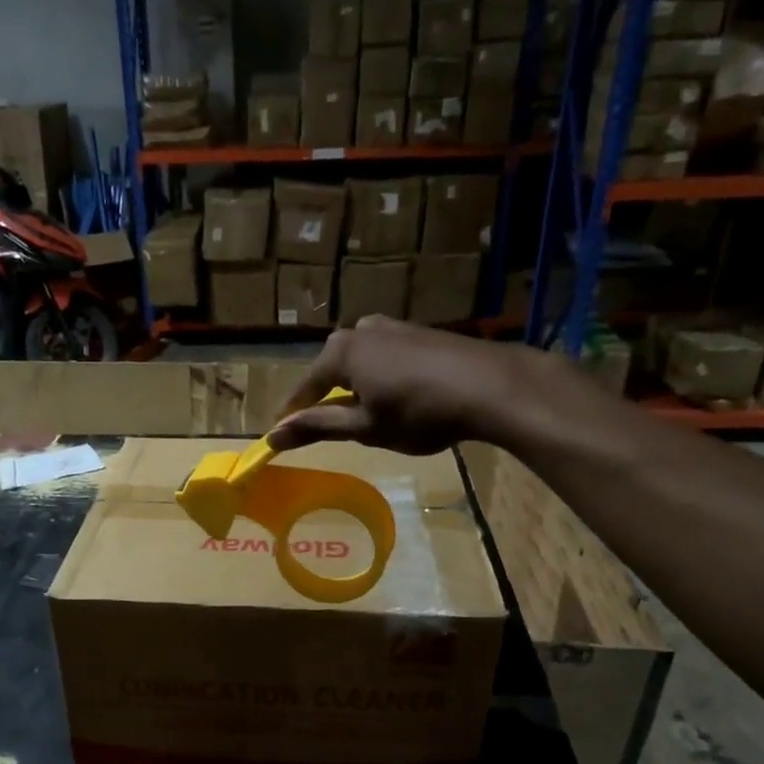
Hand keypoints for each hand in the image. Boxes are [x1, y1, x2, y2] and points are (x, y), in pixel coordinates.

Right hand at [266, 316, 533, 454]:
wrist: (491, 386)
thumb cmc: (420, 412)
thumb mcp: (364, 427)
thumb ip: (317, 427)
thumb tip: (272, 435)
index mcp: (339, 352)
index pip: (303, 389)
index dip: (292, 416)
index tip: (279, 438)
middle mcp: (359, 330)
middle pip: (330, 372)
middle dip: (326, 401)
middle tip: (330, 432)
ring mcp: (391, 326)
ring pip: (359, 364)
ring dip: (356, 390)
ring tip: (368, 419)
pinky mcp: (417, 332)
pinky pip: (384, 359)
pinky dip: (381, 380)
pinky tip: (398, 400)